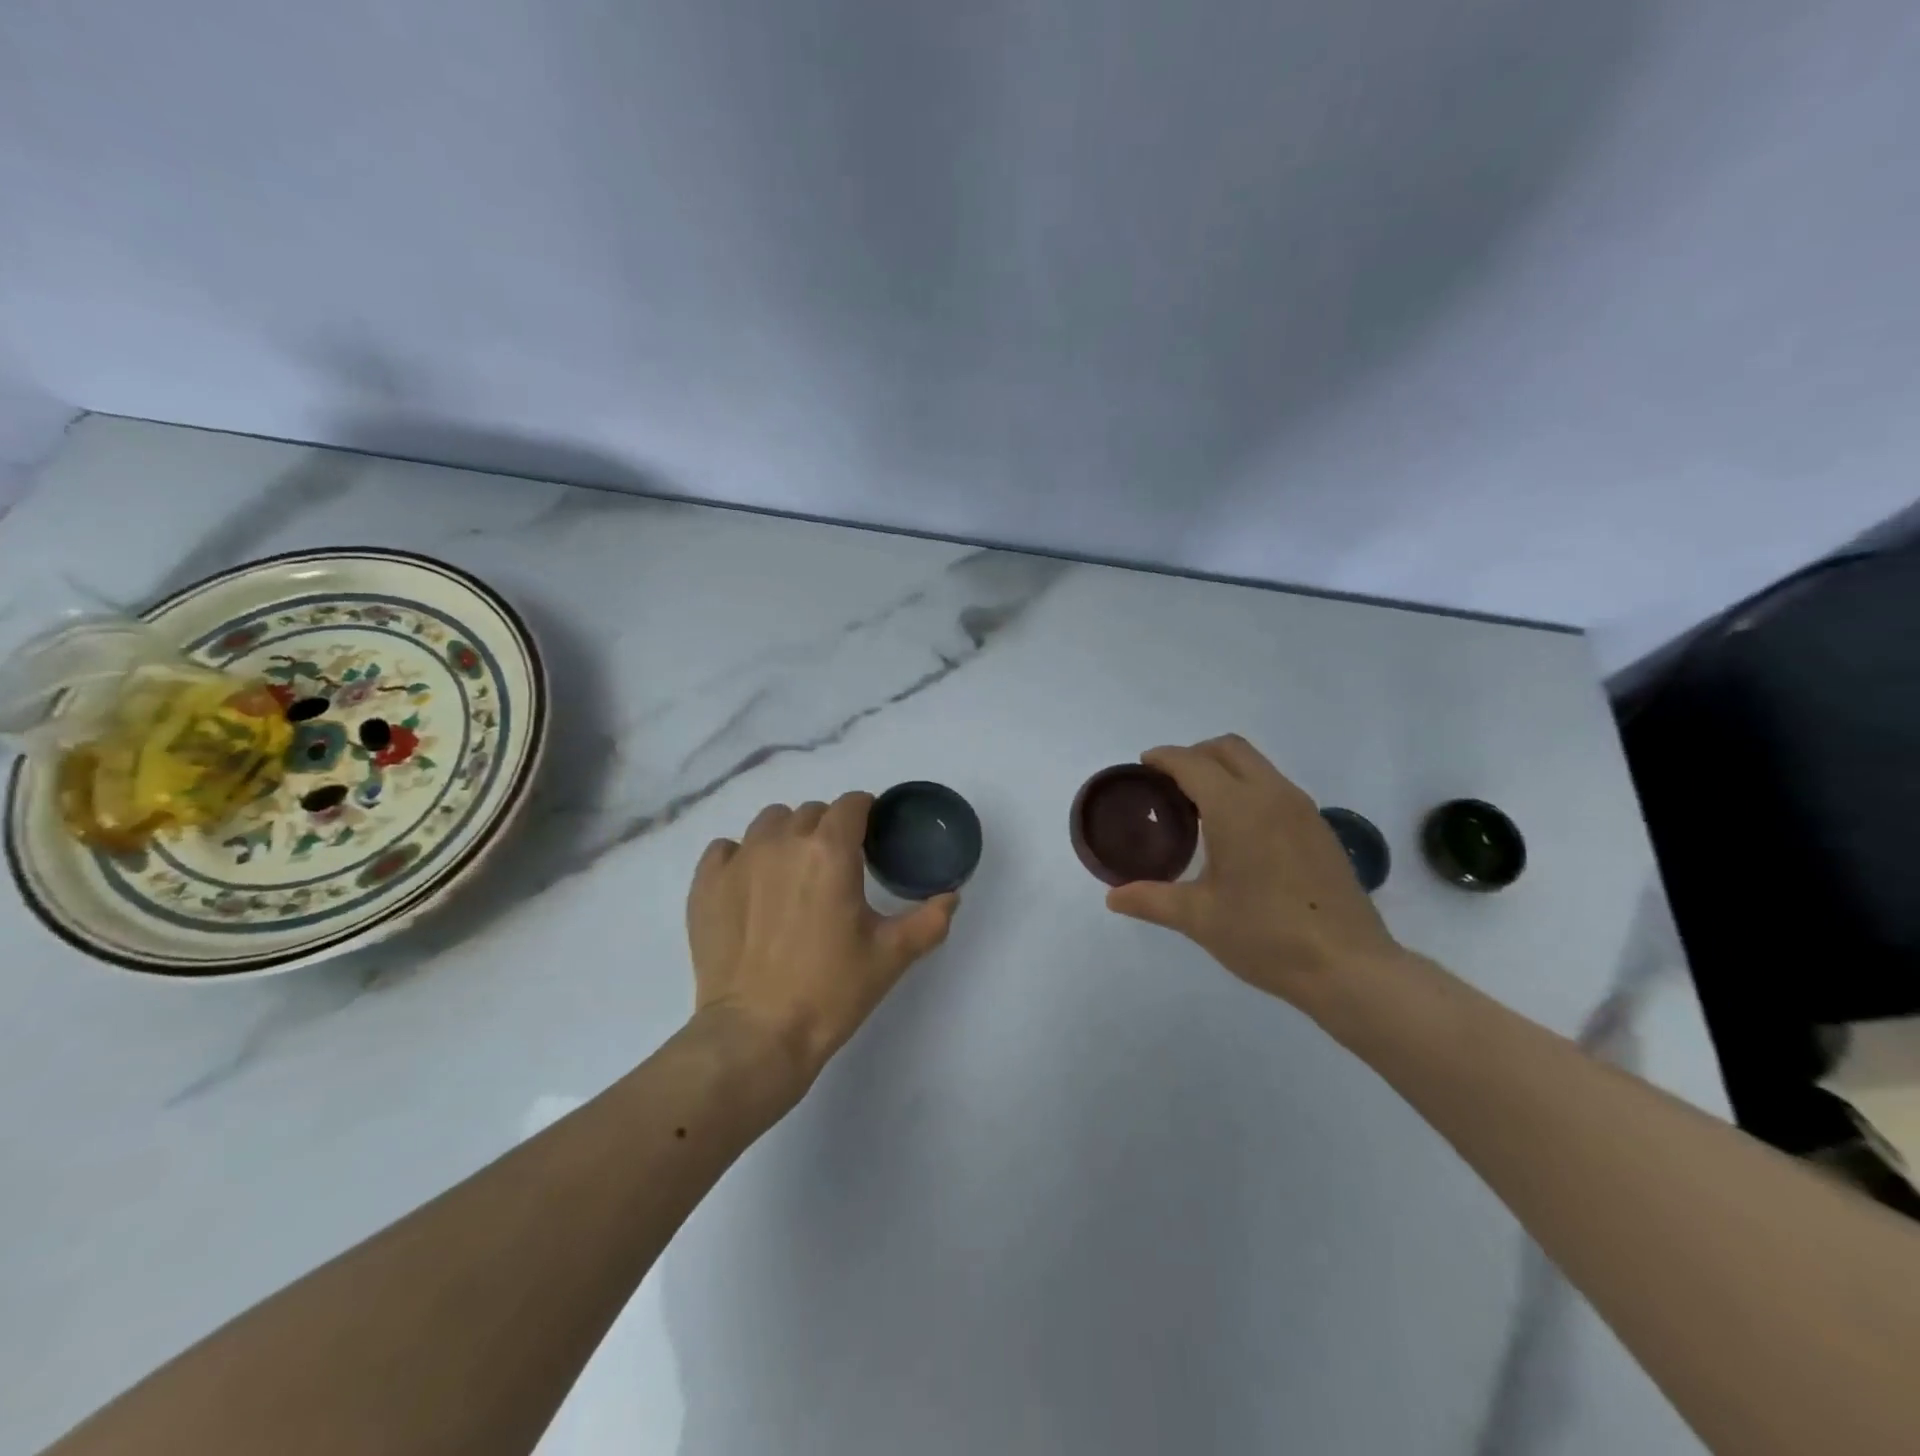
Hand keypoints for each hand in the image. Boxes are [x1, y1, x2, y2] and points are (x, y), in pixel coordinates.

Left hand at [687, 792, 958, 1085]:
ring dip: (787, 836)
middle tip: (837, 868)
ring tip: (793, 873)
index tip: (871, 839)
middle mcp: (782, 842)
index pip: (852, 804)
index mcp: (830, 851)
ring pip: (769, 823)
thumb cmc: (831, 992)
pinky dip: (741, 856)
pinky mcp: (705, 885)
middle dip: (829, 829)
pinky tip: (751, 886)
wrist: (757, 1035)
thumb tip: (952, 897)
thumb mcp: (891, 956)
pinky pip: (725, 848)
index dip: (866, 814)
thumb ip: (929, 919)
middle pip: (812, 812)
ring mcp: (738, 860)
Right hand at [1105, 735, 1403, 1006]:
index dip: (1163, 758)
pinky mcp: (1320, 828)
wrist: (1350, 967)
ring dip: (1224, 770)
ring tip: (1199, 806)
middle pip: (1228, 749)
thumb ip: (1151, 899)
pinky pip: (1275, 788)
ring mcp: (1302, 809)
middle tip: (1168, 783)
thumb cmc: (1266, 936)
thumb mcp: (1199, 918)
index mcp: (1236, 808)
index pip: (1192, 763)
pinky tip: (1238, 832)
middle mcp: (1272, 795)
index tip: (1142, 766)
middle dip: (1194, 754)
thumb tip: (1112, 897)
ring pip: (1256, 765)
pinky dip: (1248, 789)